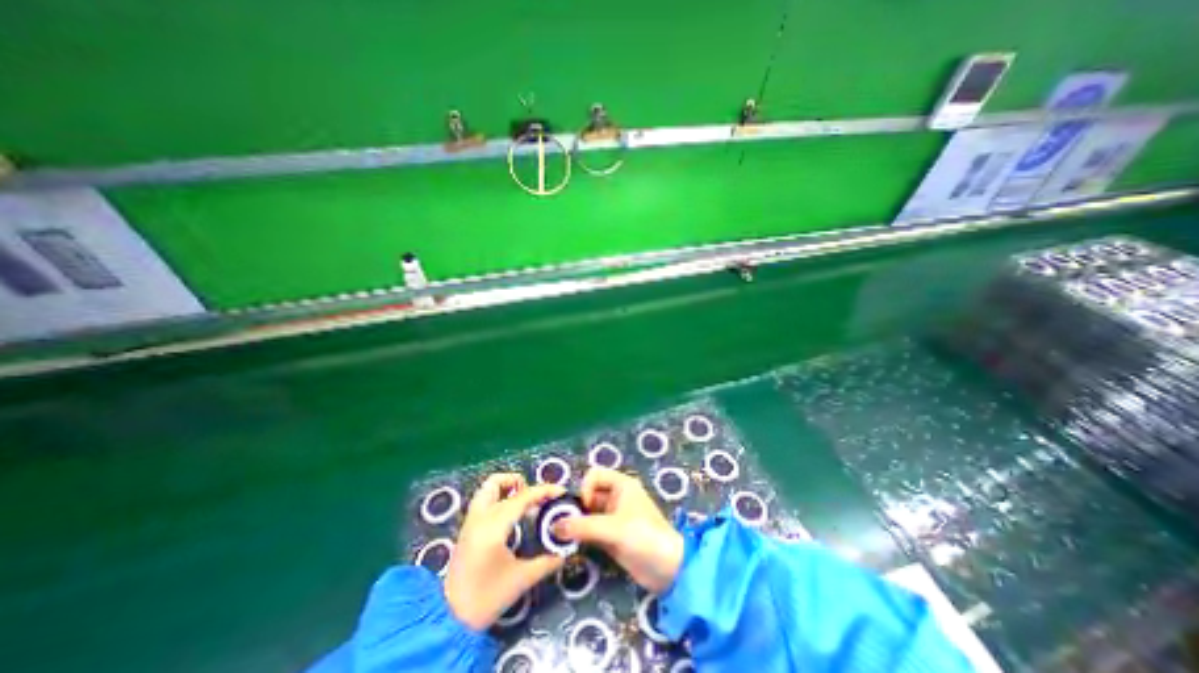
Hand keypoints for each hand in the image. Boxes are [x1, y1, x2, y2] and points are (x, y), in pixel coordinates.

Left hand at [444, 473, 566, 631]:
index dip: (544, 491)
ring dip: (507, 488)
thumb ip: (546, 562)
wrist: (447, 621)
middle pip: (498, 482)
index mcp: (494, 525)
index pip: (523, 496)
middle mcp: (480, 516)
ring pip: (487, 488)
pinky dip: (500, 498)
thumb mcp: (521, 580)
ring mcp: (471, 521)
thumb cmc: (485, 599)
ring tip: (524, 503)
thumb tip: (564, 552)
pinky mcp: (467, 529)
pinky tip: (513, 516)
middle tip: (536, 498)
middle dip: (520, 483)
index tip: (561, 492)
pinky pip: (484, 501)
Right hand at [552, 468, 681, 594]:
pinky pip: (592, 529)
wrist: (668, 570)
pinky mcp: (613, 536)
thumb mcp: (614, 529)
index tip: (584, 508)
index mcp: (621, 485)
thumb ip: (583, 526)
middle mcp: (617, 497)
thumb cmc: (644, 537)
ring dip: (577, 523)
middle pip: (589, 494)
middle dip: (577, 507)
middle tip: (564, 525)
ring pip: (589, 513)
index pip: (594, 475)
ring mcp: (615, 517)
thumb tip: (554, 526)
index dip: (585, 488)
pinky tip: (574, 545)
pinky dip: (582, 535)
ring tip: (565, 537)